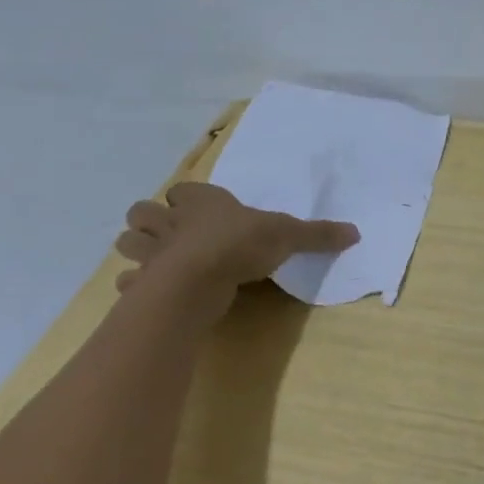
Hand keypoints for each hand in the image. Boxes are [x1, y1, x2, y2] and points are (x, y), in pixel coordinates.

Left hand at [114, 182, 358, 291]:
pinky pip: (128, 282)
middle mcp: (171, 222)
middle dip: (150, 221)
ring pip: (127, 242)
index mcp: (202, 202)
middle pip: (142, 212)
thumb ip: (317, 234)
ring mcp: (152, 253)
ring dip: (138, 249)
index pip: (182, 190)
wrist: (199, 279)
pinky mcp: (142, 284)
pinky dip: (134, 286)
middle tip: (170, 235)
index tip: (197, 209)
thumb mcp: (288, 235)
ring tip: (157, 261)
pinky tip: (148, 292)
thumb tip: (356, 232)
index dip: (187, 199)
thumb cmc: (241, 244)